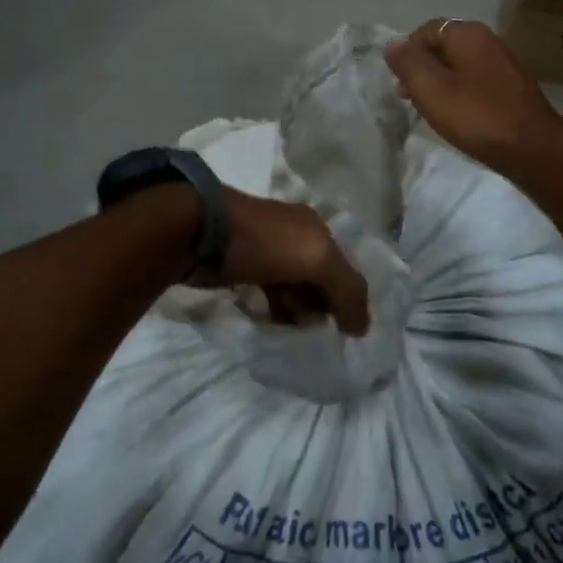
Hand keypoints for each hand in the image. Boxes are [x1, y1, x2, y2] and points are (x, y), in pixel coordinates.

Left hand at [212, 189, 371, 336]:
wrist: (200, 232)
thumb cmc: (263, 243)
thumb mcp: (316, 260)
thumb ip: (346, 290)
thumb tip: (362, 328)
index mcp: (315, 228)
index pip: (345, 267)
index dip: (349, 297)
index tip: (347, 331)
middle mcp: (295, 234)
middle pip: (319, 277)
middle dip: (323, 306)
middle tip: (320, 335)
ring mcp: (266, 249)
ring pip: (293, 286)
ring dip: (299, 310)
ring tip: (297, 333)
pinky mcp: (241, 265)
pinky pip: (269, 291)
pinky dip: (276, 307)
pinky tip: (274, 322)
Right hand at [385, 19, 562, 178]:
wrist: (533, 148)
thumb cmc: (476, 116)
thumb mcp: (431, 89)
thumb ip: (408, 63)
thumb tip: (392, 43)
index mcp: (468, 34)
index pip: (427, 30)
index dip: (407, 53)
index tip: (399, 82)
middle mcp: (489, 40)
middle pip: (444, 46)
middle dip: (423, 69)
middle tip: (410, 98)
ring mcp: (504, 64)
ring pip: (460, 66)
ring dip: (440, 83)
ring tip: (431, 110)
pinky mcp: (512, 87)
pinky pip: (476, 81)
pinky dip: (460, 93)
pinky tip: (458, 116)